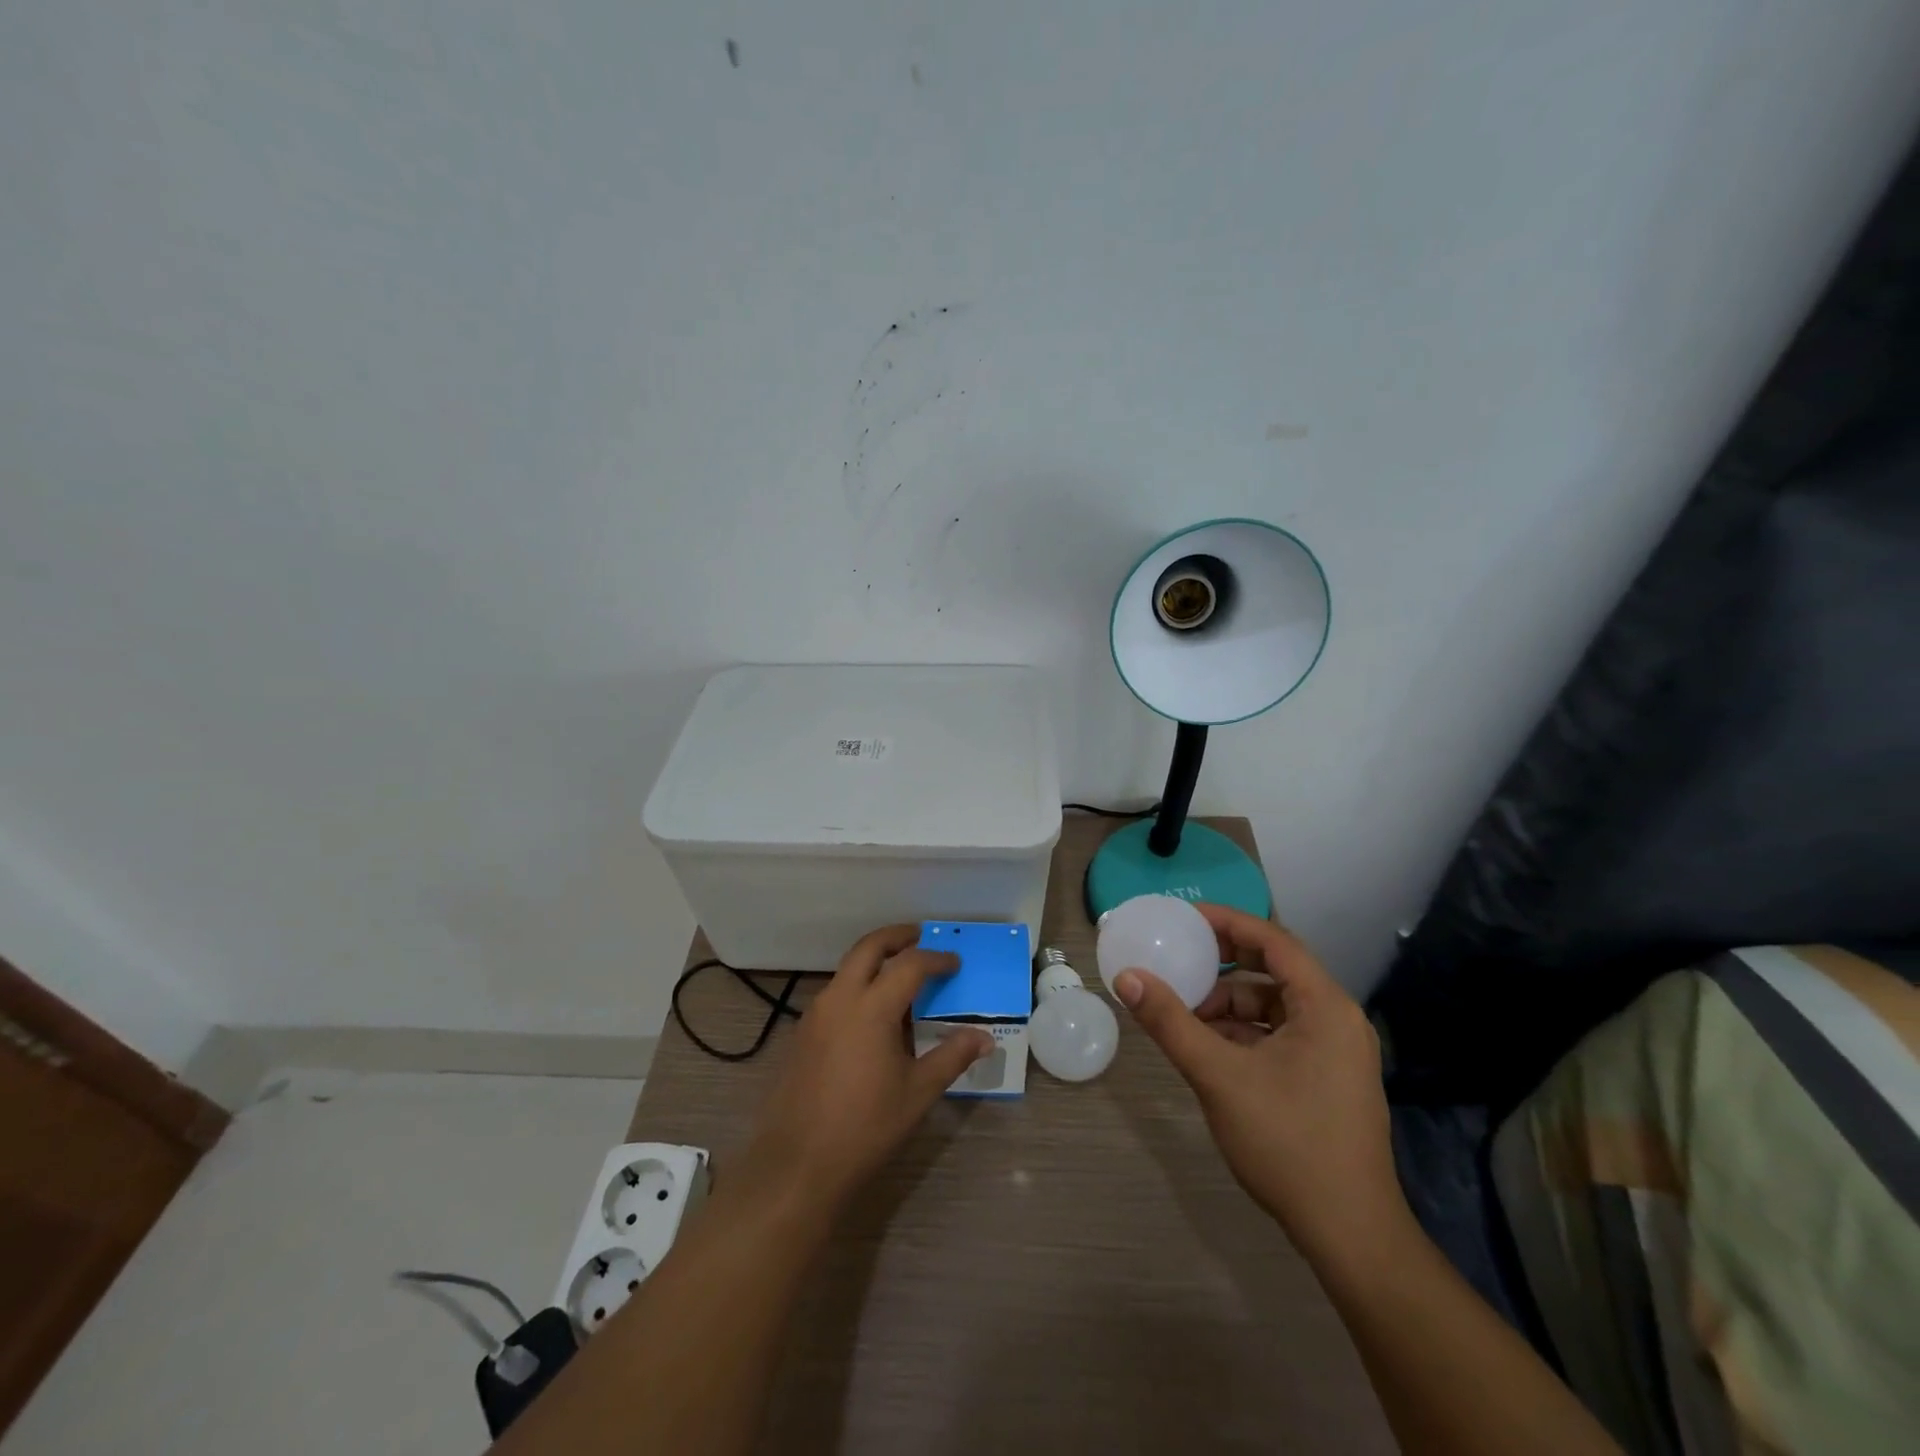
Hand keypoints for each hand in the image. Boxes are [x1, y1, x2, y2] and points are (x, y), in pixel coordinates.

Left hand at [742, 924, 990, 1215]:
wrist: (798, 1163)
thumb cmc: (865, 1126)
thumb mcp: (918, 1092)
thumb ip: (952, 1057)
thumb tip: (984, 1038)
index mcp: (872, 1007)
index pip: (910, 965)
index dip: (936, 959)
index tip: (955, 963)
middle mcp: (841, 998)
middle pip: (869, 947)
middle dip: (897, 937)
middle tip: (920, 936)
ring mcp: (816, 1013)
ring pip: (848, 968)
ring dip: (875, 959)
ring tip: (901, 974)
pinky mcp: (803, 1032)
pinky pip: (836, 991)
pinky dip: (858, 984)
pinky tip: (873, 1013)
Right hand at [1113, 903, 1403, 1265]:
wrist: (1349, 1235)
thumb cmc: (1288, 1142)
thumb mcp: (1219, 1076)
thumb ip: (1170, 1022)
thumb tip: (1127, 977)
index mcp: (1325, 1007)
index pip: (1274, 940)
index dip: (1228, 922)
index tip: (1184, 917)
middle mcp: (1336, 1020)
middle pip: (1273, 971)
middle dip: (1222, 965)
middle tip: (1178, 959)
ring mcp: (1335, 1053)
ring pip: (1273, 1007)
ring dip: (1228, 1005)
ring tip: (1183, 1014)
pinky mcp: (1327, 1080)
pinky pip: (1278, 1036)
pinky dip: (1242, 1033)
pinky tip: (1207, 1048)